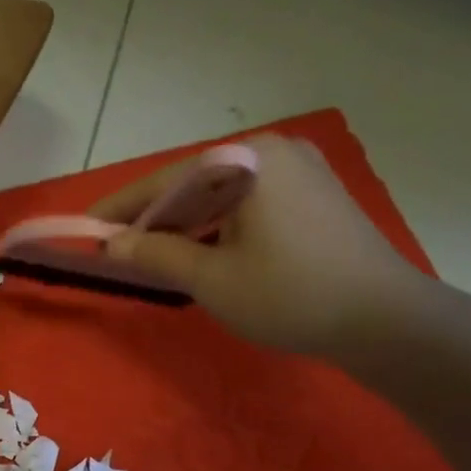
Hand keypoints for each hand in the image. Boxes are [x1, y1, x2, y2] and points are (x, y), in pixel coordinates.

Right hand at [92, 133, 436, 356]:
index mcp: (250, 160)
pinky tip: (200, 252)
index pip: (167, 179)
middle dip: (154, 216)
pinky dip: (219, 226)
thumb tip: (112, 243)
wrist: (383, 319)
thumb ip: (157, 254)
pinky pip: (249, 203)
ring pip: (223, 194)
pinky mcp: (314, 196)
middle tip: (117, 247)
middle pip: (196, 182)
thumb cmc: (289, 296)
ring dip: (186, 224)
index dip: (123, 206)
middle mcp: (275, 151)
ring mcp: (300, 171)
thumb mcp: (212, 279)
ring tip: (152, 255)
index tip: (87, 225)